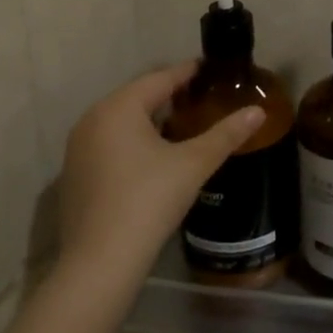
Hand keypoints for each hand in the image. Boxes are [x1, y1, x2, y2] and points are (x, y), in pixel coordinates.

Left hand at [57, 62, 263, 274]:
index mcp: (119, 108)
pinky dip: (133, 140)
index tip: (211, 70)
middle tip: (202, 98)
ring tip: (184, 125)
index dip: (188, 72)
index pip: (160, 78)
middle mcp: (93, 119)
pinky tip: (155, 157)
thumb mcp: (194, 163)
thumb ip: (226, 134)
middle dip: (170, 95)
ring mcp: (79, 148)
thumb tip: (257, 112)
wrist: (100, 262)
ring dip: (152, 119)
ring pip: (123, 121)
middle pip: (139, 96)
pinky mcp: (75, 174)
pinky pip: (110, 142)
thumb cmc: (148, 200)